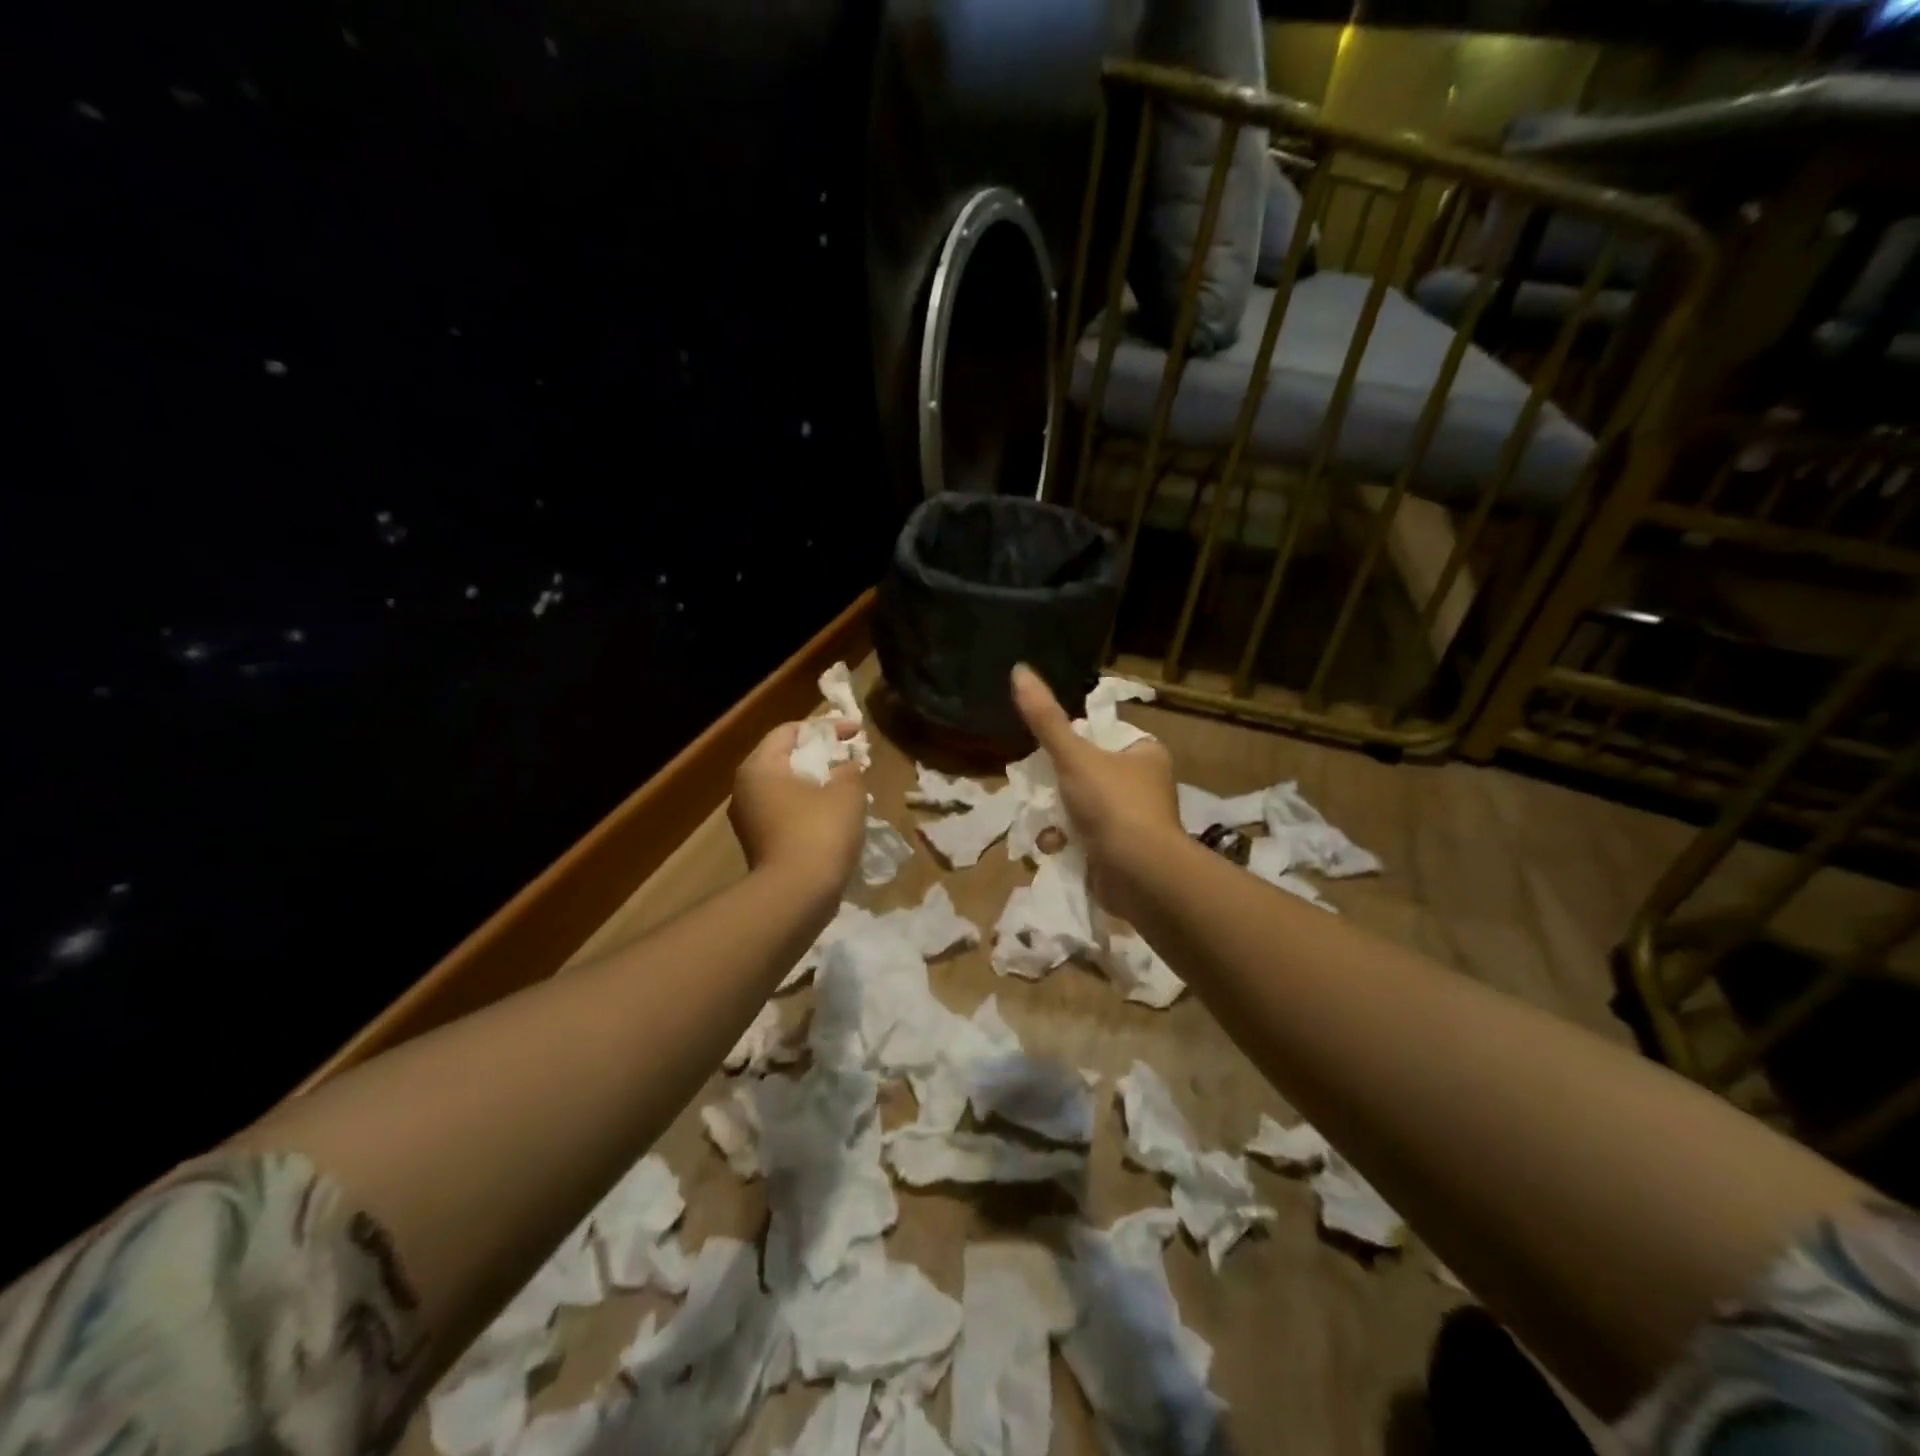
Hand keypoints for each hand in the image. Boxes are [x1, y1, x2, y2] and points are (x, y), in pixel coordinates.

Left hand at [730, 720, 866, 897]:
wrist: (796, 896)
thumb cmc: (820, 831)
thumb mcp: (847, 792)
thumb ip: (850, 770)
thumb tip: (848, 767)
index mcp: (760, 767)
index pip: (790, 731)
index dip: (827, 727)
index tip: (857, 732)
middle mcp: (745, 790)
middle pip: (786, 759)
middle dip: (822, 756)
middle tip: (852, 757)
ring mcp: (749, 821)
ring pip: (787, 789)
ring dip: (817, 784)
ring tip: (849, 787)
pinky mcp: (760, 845)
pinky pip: (787, 814)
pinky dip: (810, 809)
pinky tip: (836, 817)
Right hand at [1011, 665, 1180, 919]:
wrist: (1140, 875)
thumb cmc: (1113, 804)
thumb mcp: (1074, 756)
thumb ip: (1045, 718)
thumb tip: (1019, 669)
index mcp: (1145, 754)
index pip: (1101, 736)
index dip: (1072, 743)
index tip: (1048, 754)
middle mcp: (1144, 785)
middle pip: (1086, 774)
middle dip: (1057, 786)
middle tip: (1038, 789)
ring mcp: (1134, 822)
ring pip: (1081, 808)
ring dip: (1057, 816)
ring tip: (1045, 823)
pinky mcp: (1122, 853)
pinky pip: (1085, 838)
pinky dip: (1066, 842)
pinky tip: (1054, 846)